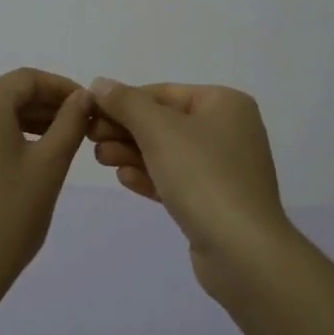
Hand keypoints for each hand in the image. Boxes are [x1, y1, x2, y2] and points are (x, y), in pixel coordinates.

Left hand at [0, 68, 90, 309]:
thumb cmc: (10, 214)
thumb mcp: (50, 164)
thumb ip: (70, 122)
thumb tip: (83, 96)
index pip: (28, 80)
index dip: (63, 88)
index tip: (92, 105)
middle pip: (9, 93)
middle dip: (47, 105)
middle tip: (83, 124)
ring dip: (28, 120)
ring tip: (63, 140)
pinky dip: (6, 134)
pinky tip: (31, 154)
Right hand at [87, 79, 295, 296]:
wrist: (242, 251)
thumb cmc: (202, 176)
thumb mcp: (159, 130)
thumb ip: (126, 103)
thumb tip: (100, 83)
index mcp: (225, 104)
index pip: (164, 93)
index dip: (124, 101)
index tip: (90, 113)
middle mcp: (229, 130)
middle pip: (165, 122)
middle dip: (126, 129)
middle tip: (90, 138)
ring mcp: (224, 169)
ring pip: (168, 152)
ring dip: (132, 153)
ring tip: (100, 159)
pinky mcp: (216, 202)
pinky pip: (177, 180)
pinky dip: (150, 176)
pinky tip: (123, 178)